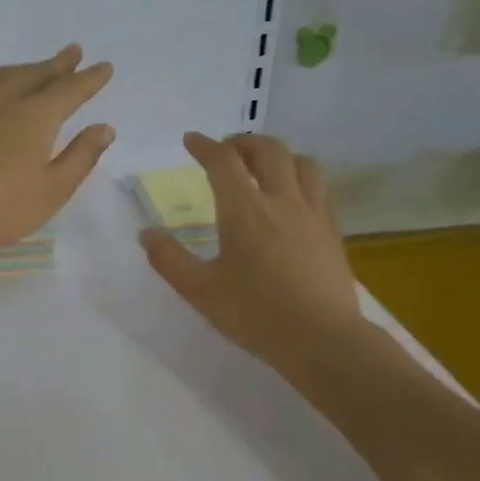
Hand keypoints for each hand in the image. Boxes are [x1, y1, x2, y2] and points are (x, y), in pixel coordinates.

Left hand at [0, 45, 115, 272]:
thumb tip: (104, 128)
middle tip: (72, 53)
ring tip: (36, 68)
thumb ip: (80, 156)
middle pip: (34, 75)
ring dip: (24, 69)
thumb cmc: (0, 211)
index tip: (104, 67)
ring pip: (2, 77)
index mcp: (34, 117)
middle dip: (57, 64)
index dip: (88, 79)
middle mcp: (1, 102)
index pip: (69, 90)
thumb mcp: (52, 191)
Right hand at [140, 132, 365, 375]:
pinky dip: (301, 178)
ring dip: (278, 155)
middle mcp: (282, 200)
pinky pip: (319, 187)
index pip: (223, 162)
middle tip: (226, 152)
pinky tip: (294, 197)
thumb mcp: (200, 291)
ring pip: (301, 162)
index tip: (190, 140)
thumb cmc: (256, 315)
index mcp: (245, 210)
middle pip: (268, 150)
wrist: (322, 339)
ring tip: (263, 167)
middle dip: (243, 143)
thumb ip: (168, 259)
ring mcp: (313, 213)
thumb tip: (147, 234)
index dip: (204, 146)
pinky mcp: (333, 231)